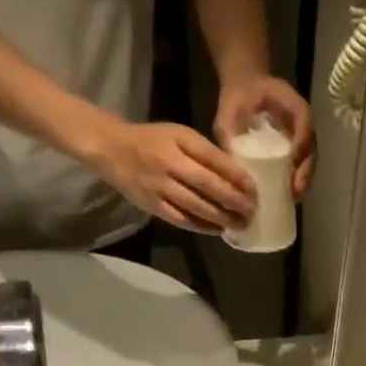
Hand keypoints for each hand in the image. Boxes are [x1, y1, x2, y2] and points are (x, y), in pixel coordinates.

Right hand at [94, 120, 256, 232]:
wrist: (111, 147)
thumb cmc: (153, 140)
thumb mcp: (180, 134)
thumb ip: (205, 152)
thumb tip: (237, 174)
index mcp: (180, 140)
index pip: (214, 159)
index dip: (237, 176)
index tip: (255, 189)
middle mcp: (170, 163)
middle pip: (208, 185)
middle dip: (234, 201)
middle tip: (252, 211)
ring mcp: (159, 186)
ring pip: (197, 206)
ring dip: (222, 218)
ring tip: (240, 224)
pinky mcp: (152, 205)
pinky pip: (181, 220)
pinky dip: (202, 227)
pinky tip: (217, 230)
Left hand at [216, 76, 316, 198]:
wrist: (245, 88)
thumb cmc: (238, 96)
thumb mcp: (229, 110)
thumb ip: (228, 132)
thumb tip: (228, 164)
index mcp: (293, 105)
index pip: (304, 126)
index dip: (300, 149)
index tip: (292, 170)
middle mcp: (303, 123)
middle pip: (311, 150)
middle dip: (304, 174)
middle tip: (295, 193)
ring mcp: (302, 136)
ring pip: (308, 161)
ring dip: (303, 181)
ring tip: (293, 199)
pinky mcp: (295, 147)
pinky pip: (300, 165)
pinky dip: (296, 180)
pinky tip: (287, 196)